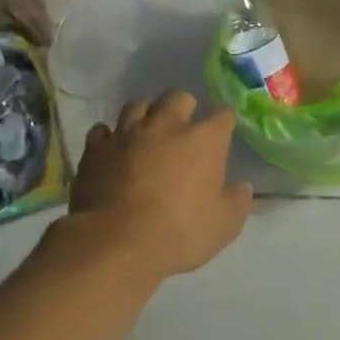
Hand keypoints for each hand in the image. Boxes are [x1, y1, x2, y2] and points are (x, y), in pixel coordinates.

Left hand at [67, 92, 252, 280]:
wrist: (116, 242)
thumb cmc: (180, 233)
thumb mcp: (224, 226)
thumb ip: (237, 202)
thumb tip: (243, 188)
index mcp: (204, 139)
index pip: (222, 114)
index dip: (224, 123)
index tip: (223, 135)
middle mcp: (166, 125)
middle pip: (178, 97)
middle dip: (184, 108)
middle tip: (184, 130)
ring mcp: (127, 133)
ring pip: (138, 105)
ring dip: (146, 115)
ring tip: (148, 133)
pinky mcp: (96, 148)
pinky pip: (103, 130)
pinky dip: (111, 137)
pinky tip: (114, 150)